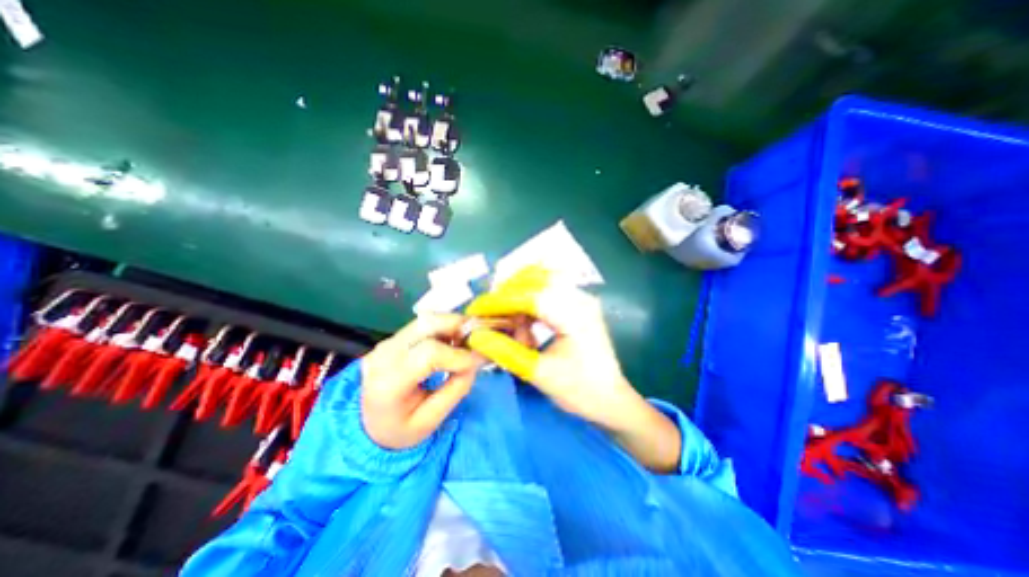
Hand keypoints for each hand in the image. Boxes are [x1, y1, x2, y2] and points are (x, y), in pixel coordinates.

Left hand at [359, 316, 484, 450]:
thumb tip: (475, 360)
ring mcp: (386, 343)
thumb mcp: (430, 421)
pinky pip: (423, 324)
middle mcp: (384, 355)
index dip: (458, 355)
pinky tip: (453, 339)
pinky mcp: (393, 338)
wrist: (369, 425)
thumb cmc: (400, 429)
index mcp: (389, 383)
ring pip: (426, 319)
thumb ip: (455, 389)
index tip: (478, 361)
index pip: (428, 354)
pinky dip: (444, 326)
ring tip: (467, 339)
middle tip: (477, 338)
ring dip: (452, 324)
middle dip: (457, 326)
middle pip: (426, 324)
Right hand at [469, 276, 632, 430]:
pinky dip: (528, 302)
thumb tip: (475, 335)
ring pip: (539, 282)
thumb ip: (506, 352)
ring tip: (504, 320)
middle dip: (506, 295)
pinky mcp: (577, 304)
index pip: (530, 296)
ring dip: (517, 296)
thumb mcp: (540, 374)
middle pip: (534, 280)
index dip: (498, 301)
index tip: (474, 310)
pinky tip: (522, 321)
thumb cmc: (580, 391)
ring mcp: (580, 298)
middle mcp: (580, 297)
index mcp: (575, 314)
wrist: (612, 400)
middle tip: (486, 315)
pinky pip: (547, 291)